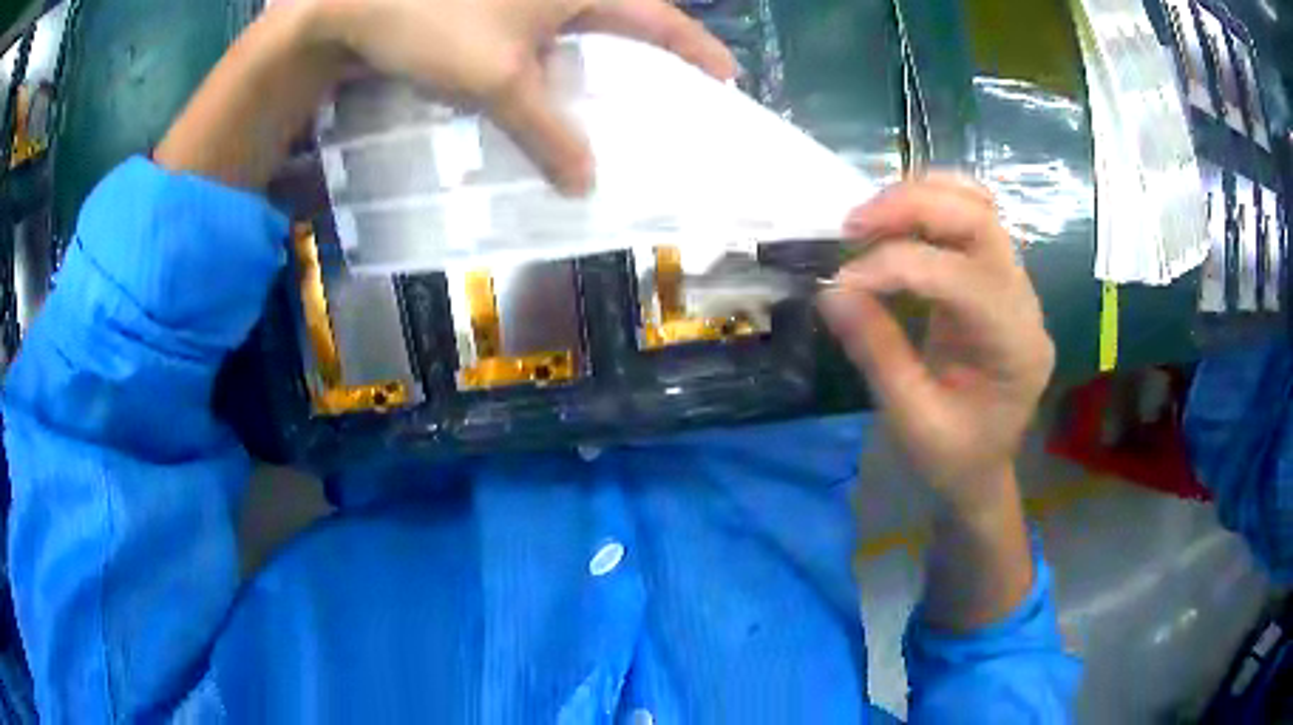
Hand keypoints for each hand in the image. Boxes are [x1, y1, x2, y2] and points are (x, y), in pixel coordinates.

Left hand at [310, 0, 734, 192]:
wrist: (354, 4)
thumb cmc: (434, 22)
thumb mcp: (497, 81)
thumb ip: (546, 131)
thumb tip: (585, 184)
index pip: (659, 18)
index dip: (696, 49)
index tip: (727, 78)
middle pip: (626, 22)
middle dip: (654, 58)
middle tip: (674, 97)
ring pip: (581, 32)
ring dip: (600, 67)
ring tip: (618, 105)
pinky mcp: (495, 9)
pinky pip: (542, 39)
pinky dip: (554, 68)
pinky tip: (551, 94)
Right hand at [819, 174, 1054, 514]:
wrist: (986, 467)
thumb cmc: (954, 459)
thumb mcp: (912, 420)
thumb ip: (876, 351)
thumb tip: (830, 291)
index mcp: (1015, 349)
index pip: (962, 279)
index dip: (897, 267)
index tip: (842, 282)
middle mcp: (1025, 304)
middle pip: (980, 220)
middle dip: (913, 208)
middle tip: (853, 224)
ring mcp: (1016, 286)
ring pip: (978, 207)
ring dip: (920, 198)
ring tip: (870, 218)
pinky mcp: (997, 278)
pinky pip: (970, 220)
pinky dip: (929, 207)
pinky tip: (894, 224)